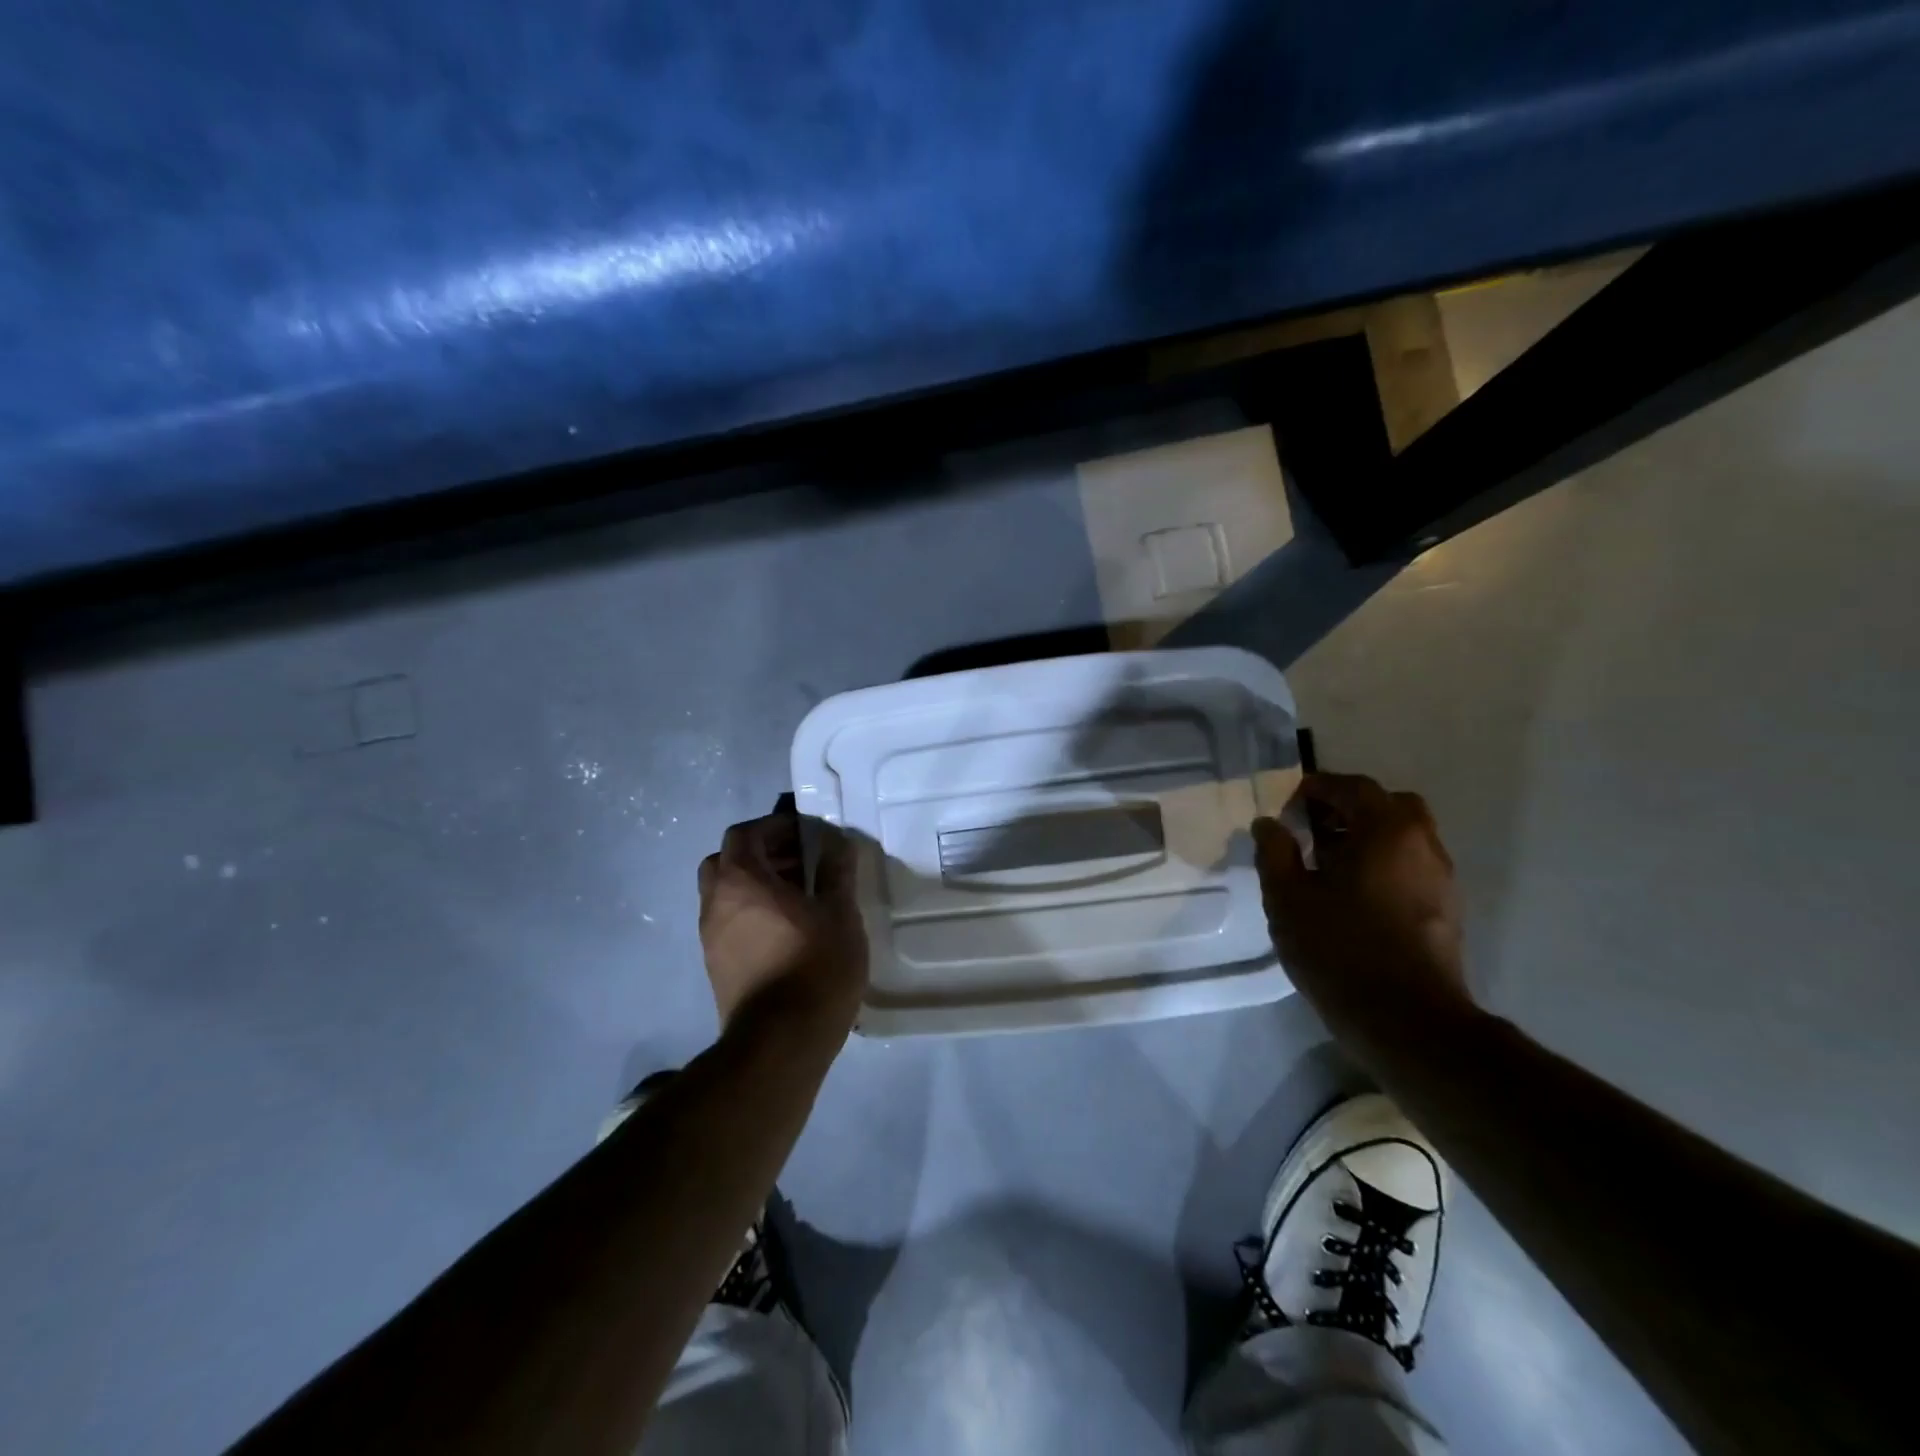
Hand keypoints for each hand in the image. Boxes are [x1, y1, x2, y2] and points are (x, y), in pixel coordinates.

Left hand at [697, 810, 868, 1032]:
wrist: (781, 1043)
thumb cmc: (815, 966)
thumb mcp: (840, 912)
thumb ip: (836, 871)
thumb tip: (836, 843)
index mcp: (741, 880)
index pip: (745, 834)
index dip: (775, 827)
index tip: (807, 834)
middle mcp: (715, 903)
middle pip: (727, 861)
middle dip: (762, 854)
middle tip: (800, 863)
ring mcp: (711, 938)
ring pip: (726, 894)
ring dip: (757, 885)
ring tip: (800, 898)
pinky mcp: (716, 966)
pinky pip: (730, 923)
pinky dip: (752, 913)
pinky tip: (787, 931)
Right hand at [1253, 773, 1469, 1025]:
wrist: (1406, 1021)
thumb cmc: (1339, 948)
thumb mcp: (1287, 898)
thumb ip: (1275, 852)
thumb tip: (1269, 824)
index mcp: (1386, 831)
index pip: (1352, 787)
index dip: (1316, 789)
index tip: (1287, 806)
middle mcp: (1422, 844)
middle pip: (1388, 805)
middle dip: (1349, 807)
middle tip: (1313, 828)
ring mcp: (1441, 878)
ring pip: (1404, 836)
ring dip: (1368, 836)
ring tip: (1328, 863)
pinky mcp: (1446, 910)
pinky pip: (1411, 866)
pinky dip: (1384, 863)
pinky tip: (1353, 893)